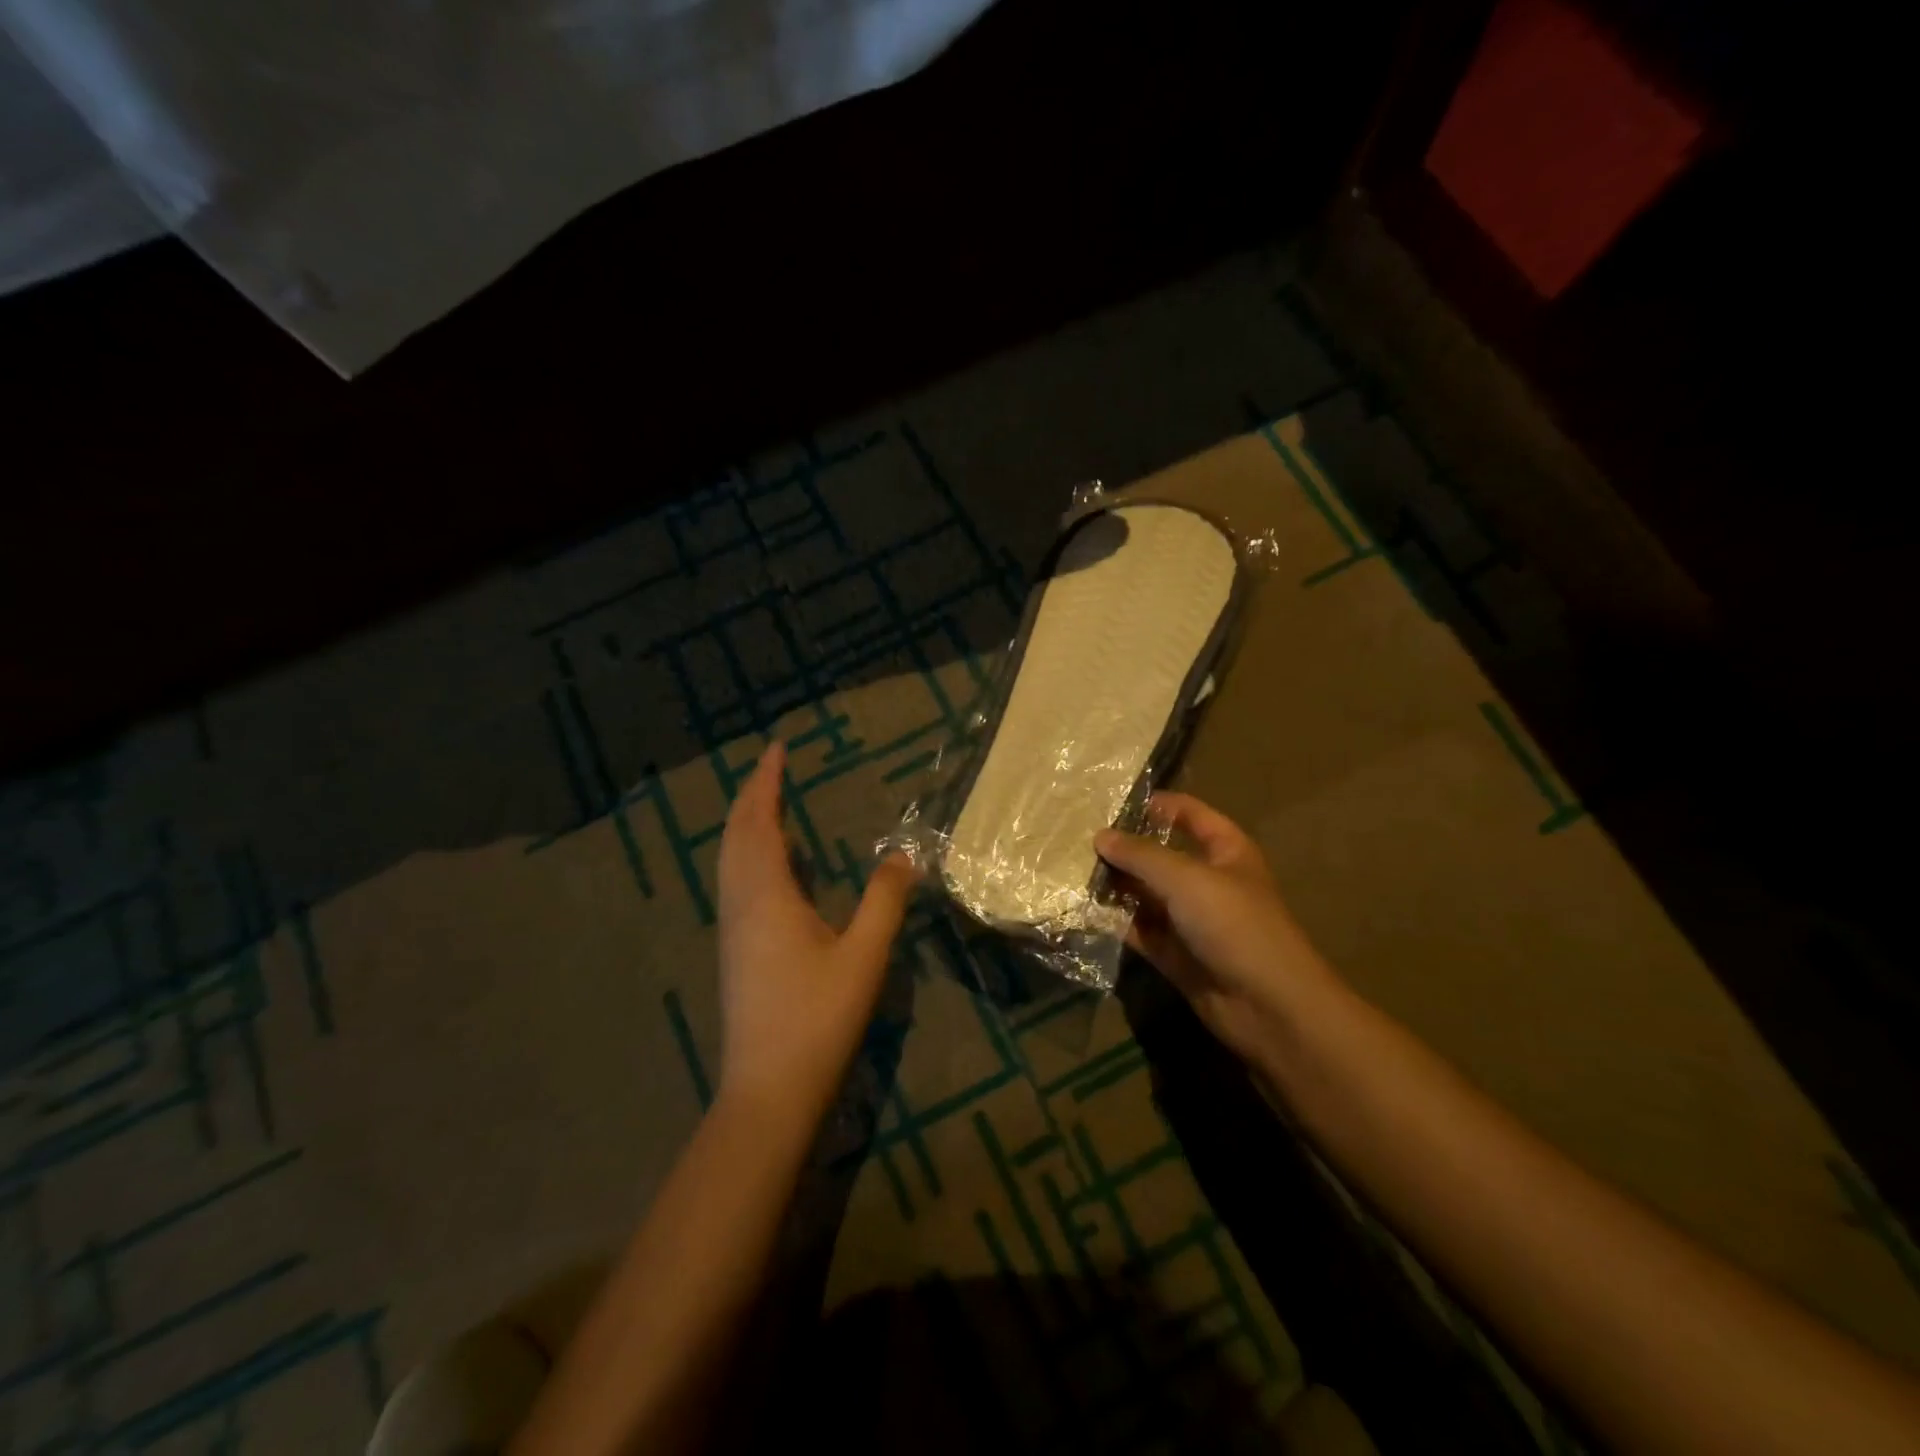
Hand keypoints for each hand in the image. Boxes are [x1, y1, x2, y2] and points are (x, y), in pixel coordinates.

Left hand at [715, 742, 916, 1119]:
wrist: (767, 1091)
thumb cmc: (817, 1018)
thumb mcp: (864, 956)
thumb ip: (886, 900)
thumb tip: (906, 854)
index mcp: (767, 895)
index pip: (760, 822)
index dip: (767, 783)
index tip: (777, 749)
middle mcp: (741, 903)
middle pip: (736, 835)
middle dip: (751, 796)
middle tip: (772, 768)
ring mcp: (733, 929)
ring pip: (730, 860)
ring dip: (745, 825)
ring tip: (769, 806)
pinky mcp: (736, 951)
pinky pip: (735, 882)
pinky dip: (747, 855)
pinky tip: (772, 869)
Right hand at [1096, 793, 1342, 1064]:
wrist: (1267, 1006)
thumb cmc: (1233, 924)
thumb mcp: (1186, 878)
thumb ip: (1140, 855)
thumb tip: (1100, 836)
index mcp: (1225, 851)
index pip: (1189, 815)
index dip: (1156, 805)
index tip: (1111, 801)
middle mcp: (1207, 880)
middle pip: (1160, 855)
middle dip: (1123, 848)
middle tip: (1076, 838)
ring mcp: (1190, 919)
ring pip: (1144, 894)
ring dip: (1114, 885)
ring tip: (1069, 870)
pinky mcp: (1173, 953)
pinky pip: (1138, 929)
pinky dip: (1114, 921)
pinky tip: (1080, 909)